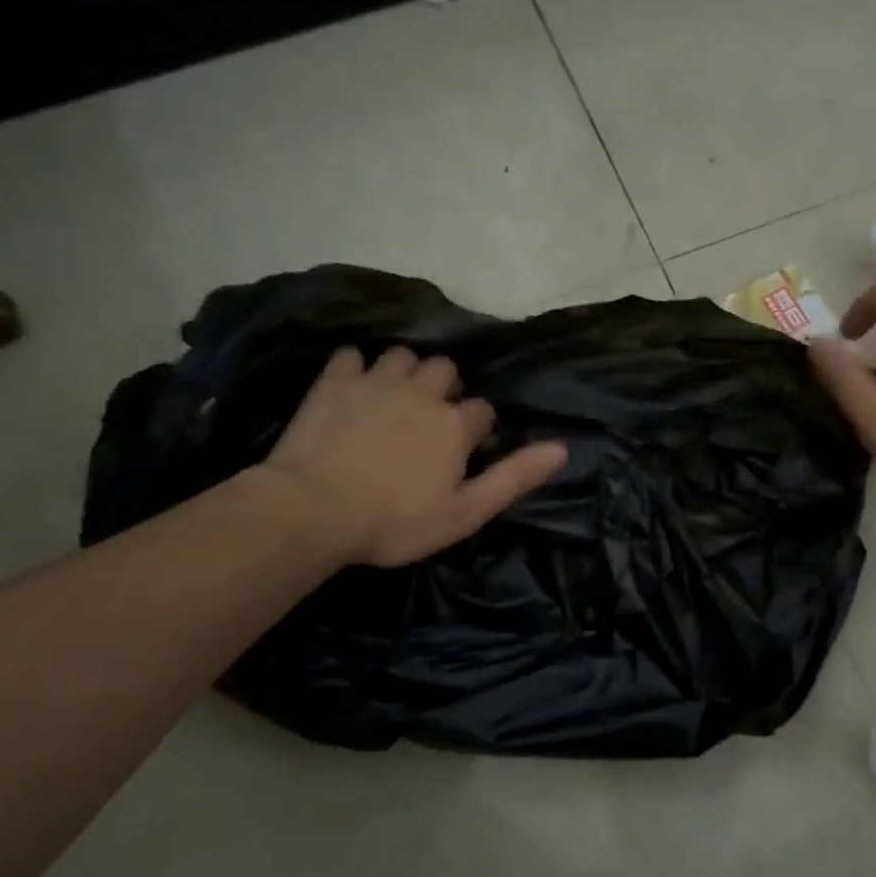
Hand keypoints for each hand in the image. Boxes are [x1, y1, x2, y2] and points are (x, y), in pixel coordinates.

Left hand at [257, 347, 566, 566]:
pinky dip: (356, 368)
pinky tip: (353, 389)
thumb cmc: (396, 521)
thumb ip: (514, 477)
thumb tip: (562, 448)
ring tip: (395, 400)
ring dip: (405, 373)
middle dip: (444, 389)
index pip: (483, 411)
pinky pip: (352, 356)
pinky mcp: (334, 383)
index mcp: (455, 424)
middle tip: (430, 421)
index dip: (478, 430)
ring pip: (403, 356)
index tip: (465, 452)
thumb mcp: (466, 511)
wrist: (314, 511)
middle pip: (445, 370)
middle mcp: (422, 392)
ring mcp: (376, 383)